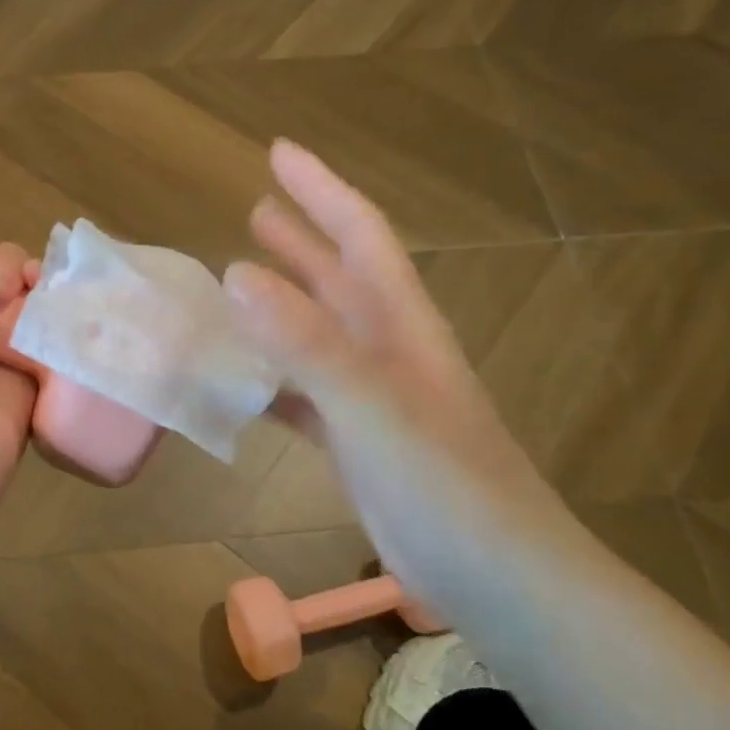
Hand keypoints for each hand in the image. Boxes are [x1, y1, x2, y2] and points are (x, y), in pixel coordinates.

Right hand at [225, 142, 574, 609]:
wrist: (498, 576)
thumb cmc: (444, 483)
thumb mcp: (371, 405)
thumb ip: (306, 341)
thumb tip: (234, 274)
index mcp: (400, 324)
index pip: (360, 234)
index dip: (321, 189)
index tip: (277, 153)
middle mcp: (386, 350)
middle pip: (337, 278)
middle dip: (298, 240)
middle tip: (255, 209)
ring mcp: (370, 398)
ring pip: (314, 336)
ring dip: (278, 308)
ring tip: (231, 286)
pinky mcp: (355, 442)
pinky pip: (301, 394)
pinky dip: (269, 380)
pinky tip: (237, 382)